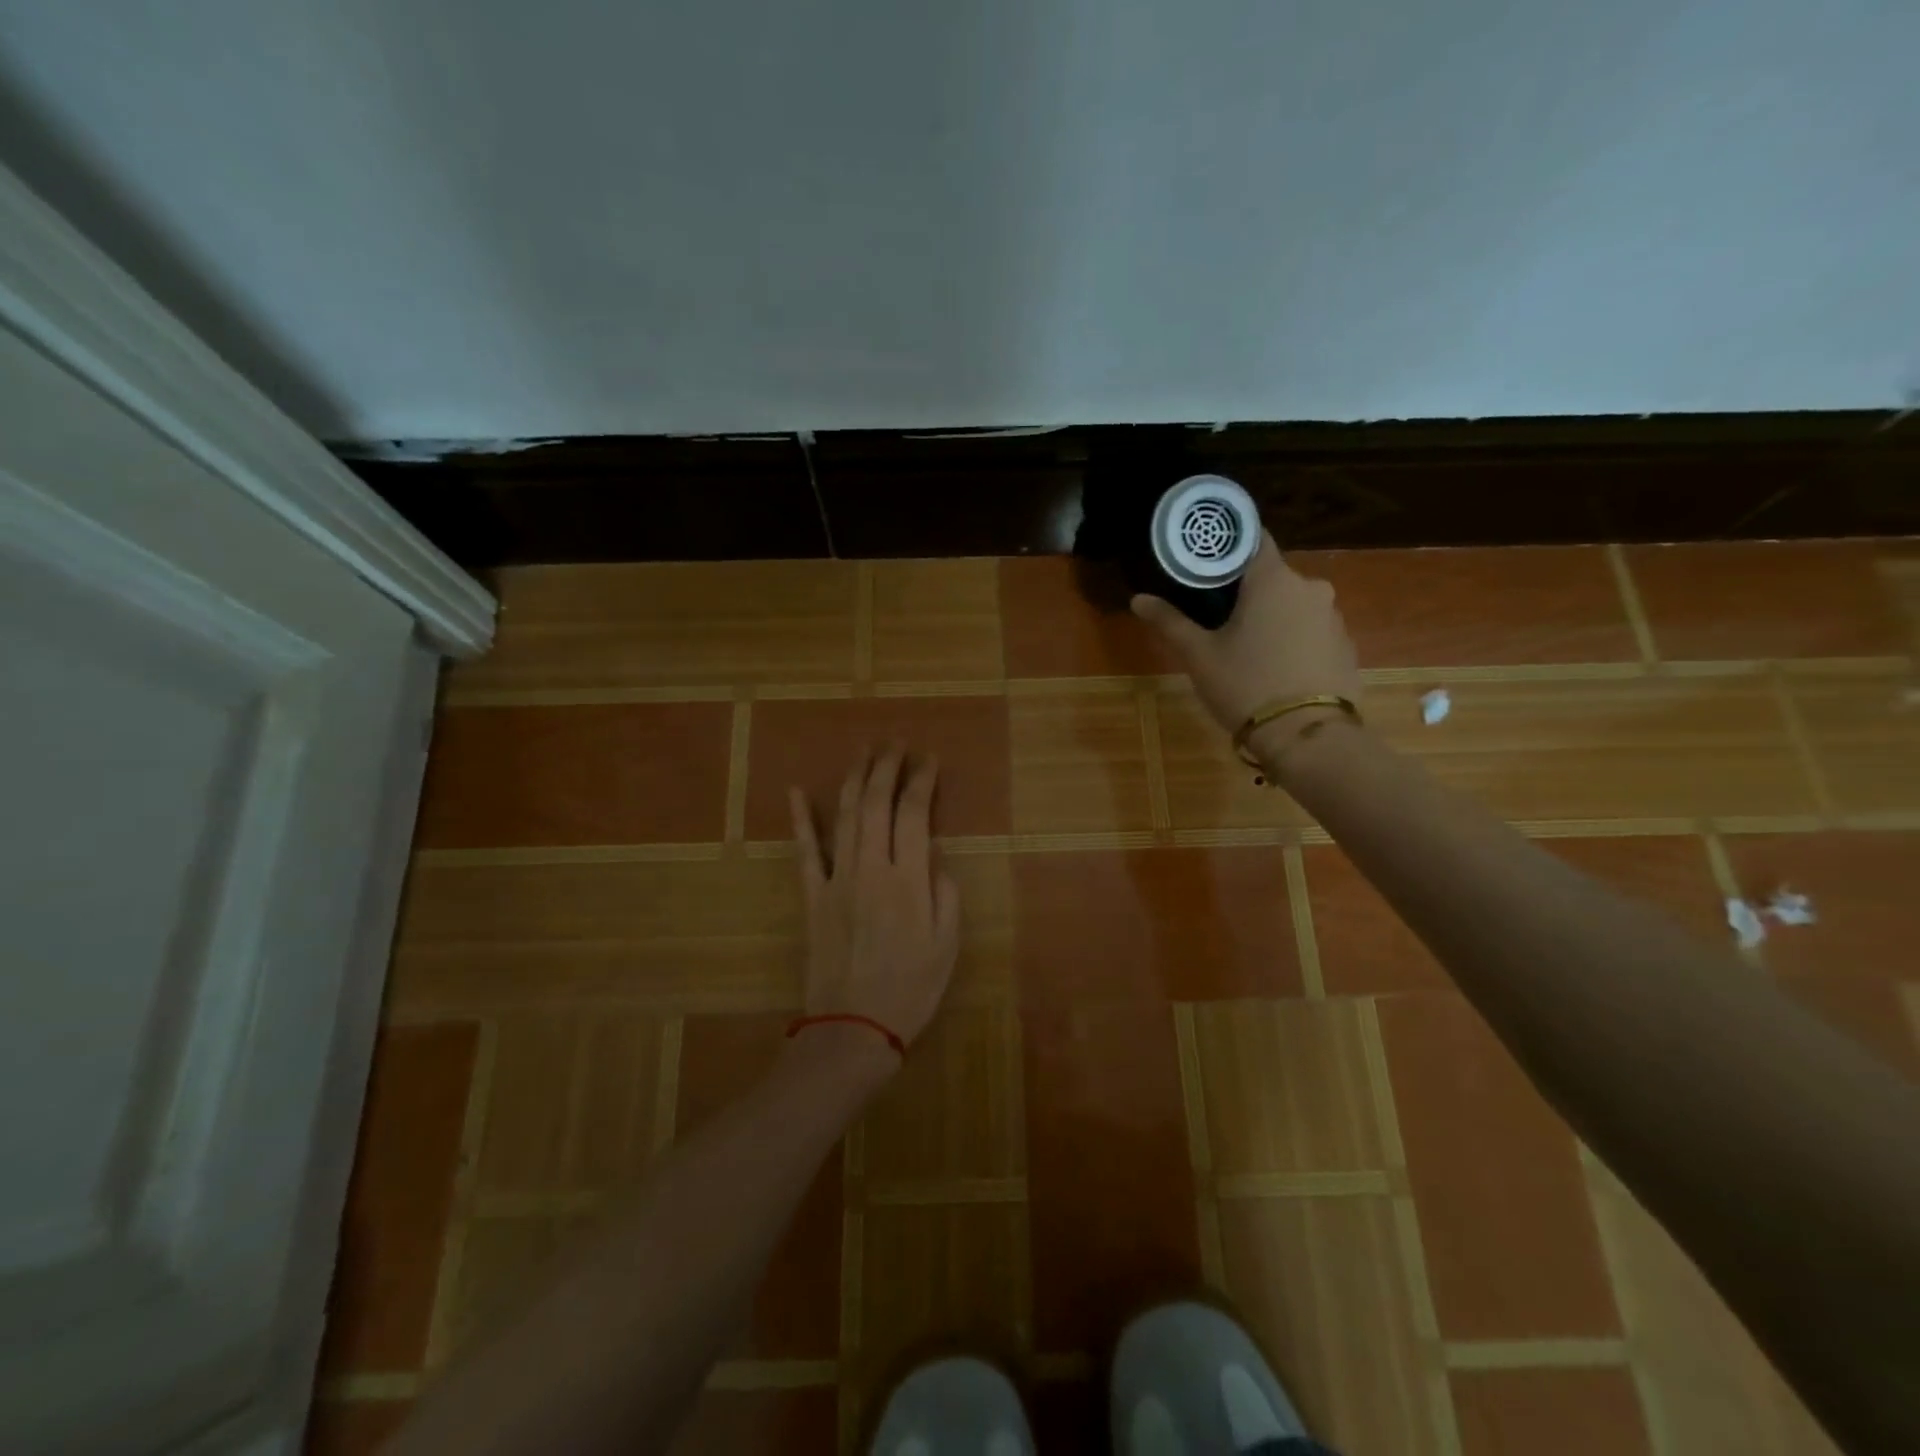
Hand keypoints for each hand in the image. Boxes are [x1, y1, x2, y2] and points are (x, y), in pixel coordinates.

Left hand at [789, 746, 961, 1057]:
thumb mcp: (947, 945)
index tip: (929, 759)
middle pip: (877, 804)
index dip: (921, 781)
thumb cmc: (910, 989)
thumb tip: (935, 856)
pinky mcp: (812, 897)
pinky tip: (799, 791)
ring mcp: (836, 880)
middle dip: (886, 767)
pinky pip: (805, 851)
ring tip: (864, 751)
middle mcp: (870, 869)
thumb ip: (945, 893)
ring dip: (854, 779)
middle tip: (895, 742)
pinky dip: (802, 819)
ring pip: (845, 817)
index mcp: (908, 880)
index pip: (914, 814)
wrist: (853, 1028)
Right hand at [1132, 532, 1362, 764]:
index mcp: (1273, 580)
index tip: (1205, 562)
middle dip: (1245, 591)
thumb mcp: (1199, 656)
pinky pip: (1311, 631)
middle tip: (1216, 617)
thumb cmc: (1246, 685)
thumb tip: (1138, 599)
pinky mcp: (1346, 647)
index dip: (1227, 546)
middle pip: (1271, 576)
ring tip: (1246, 649)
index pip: (1252, 538)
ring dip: (1271, 617)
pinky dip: (1292, 640)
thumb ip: (1170, 622)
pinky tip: (1275, 668)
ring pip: (1293, 605)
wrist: (1308, 737)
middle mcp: (1310, 588)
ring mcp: (1333, 617)